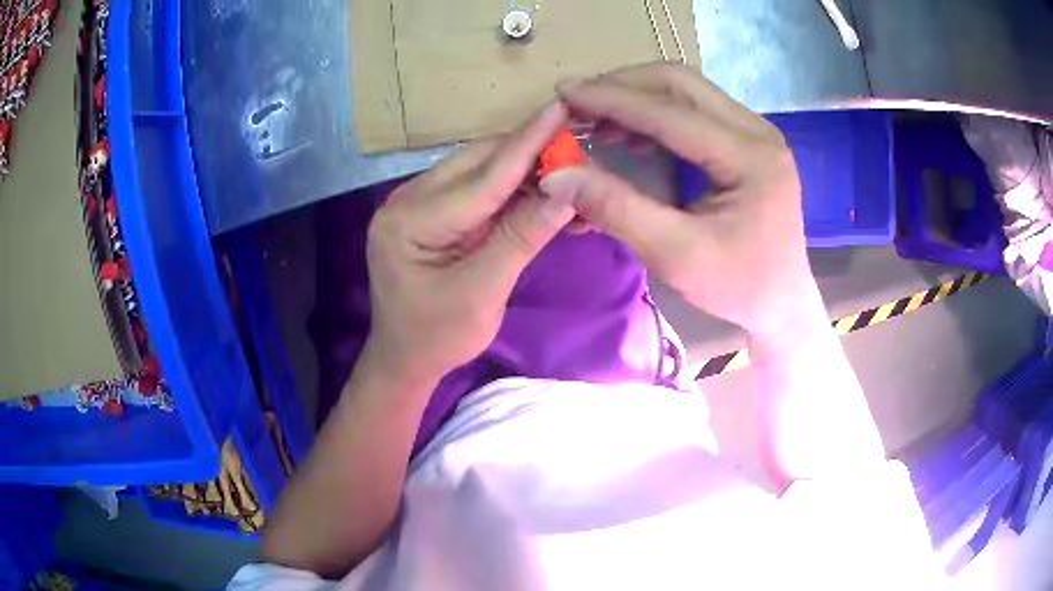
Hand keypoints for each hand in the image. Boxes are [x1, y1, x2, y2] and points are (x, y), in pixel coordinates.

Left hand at [365, 103, 575, 380]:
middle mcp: (408, 200)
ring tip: (571, 176)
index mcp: (409, 220)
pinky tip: (545, 194)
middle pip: (480, 164)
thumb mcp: (482, 293)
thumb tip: (567, 191)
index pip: (482, 177)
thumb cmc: (437, 336)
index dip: (527, 143)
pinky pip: (479, 190)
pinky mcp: (434, 211)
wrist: (406, 358)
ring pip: (483, 172)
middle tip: (580, 154)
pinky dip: (514, 191)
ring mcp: (419, 203)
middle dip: (532, 155)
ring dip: (527, 172)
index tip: (561, 109)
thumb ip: (522, 237)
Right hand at [540, 63, 818, 336]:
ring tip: (596, 119)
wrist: (781, 302)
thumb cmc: (736, 286)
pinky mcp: (748, 140)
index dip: (612, 100)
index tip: (563, 93)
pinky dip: (656, 113)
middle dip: (623, 85)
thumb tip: (555, 175)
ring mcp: (756, 131)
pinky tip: (629, 133)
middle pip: (681, 83)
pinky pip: (695, 109)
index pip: (671, 112)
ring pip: (687, 90)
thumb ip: (616, 209)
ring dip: (638, 96)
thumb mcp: (674, 255)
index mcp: (750, 157)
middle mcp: (757, 131)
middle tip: (579, 101)